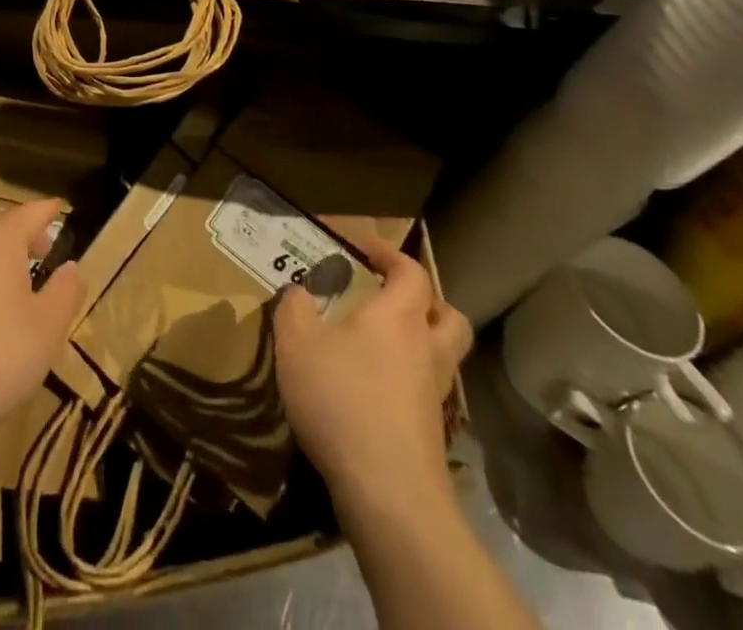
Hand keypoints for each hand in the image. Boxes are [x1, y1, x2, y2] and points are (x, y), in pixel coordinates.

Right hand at [274, 240, 471, 505]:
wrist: (388, 493)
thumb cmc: (342, 400)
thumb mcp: (297, 342)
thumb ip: (295, 307)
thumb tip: (300, 293)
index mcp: (399, 316)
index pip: (411, 271)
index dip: (389, 254)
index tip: (361, 249)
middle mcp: (427, 349)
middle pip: (447, 315)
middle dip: (425, 301)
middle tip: (390, 300)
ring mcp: (435, 395)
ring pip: (443, 357)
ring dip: (421, 343)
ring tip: (381, 346)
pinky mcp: (432, 434)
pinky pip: (427, 393)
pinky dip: (409, 383)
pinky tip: (375, 392)